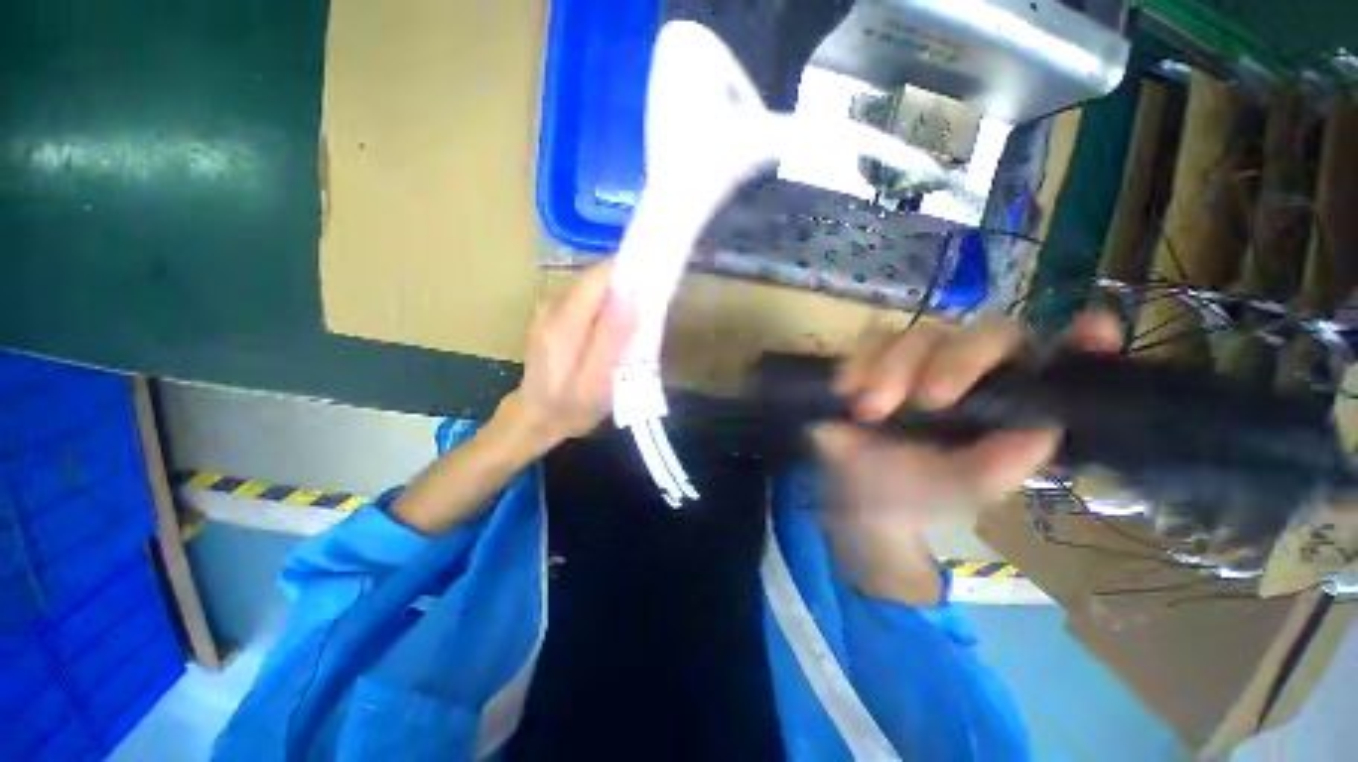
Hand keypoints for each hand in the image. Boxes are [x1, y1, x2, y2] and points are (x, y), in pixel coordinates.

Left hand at [493, 261, 636, 457]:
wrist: (536, 419)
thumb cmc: (570, 408)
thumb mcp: (596, 382)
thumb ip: (611, 339)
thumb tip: (631, 296)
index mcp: (563, 323)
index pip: (599, 276)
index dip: (629, 273)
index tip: (654, 284)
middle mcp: (554, 307)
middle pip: (599, 283)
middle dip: (628, 293)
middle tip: (649, 320)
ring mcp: (552, 311)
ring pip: (597, 294)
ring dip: (620, 306)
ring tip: (636, 333)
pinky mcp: (557, 319)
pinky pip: (590, 306)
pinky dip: (608, 316)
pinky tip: (615, 339)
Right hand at [813, 313, 1121, 602]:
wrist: (858, 497)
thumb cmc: (918, 495)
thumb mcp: (963, 491)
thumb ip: (1000, 468)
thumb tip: (1041, 430)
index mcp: (1011, 402)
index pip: (1057, 360)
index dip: (1082, 340)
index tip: (1095, 332)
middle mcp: (973, 372)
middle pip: (985, 334)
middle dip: (957, 362)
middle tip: (928, 400)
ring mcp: (920, 361)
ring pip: (920, 334)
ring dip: (893, 368)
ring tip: (870, 410)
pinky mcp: (875, 359)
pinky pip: (869, 341)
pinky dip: (858, 362)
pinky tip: (848, 390)